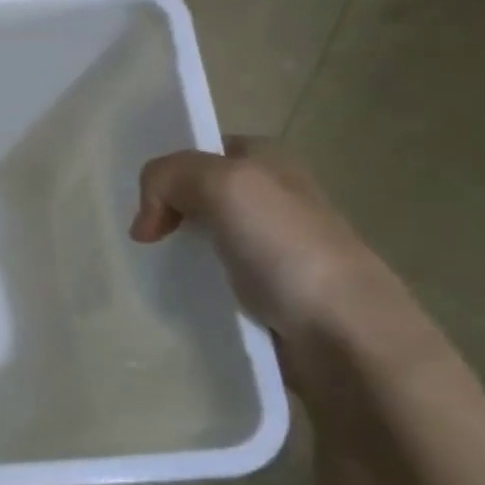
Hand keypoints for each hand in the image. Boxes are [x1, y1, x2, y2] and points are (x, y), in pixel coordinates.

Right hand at [130, 139, 409, 347]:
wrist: (342, 333)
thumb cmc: (287, 248)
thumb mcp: (225, 185)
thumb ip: (169, 177)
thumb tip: (144, 221)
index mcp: (268, 161)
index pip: (200, 152)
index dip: (166, 174)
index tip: (143, 209)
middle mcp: (270, 197)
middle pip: (195, 196)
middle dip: (163, 214)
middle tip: (141, 243)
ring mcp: (268, 247)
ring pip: (200, 239)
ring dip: (172, 254)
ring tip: (149, 272)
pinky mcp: (264, 291)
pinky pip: (211, 278)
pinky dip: (189, 286)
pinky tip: (177, 298)